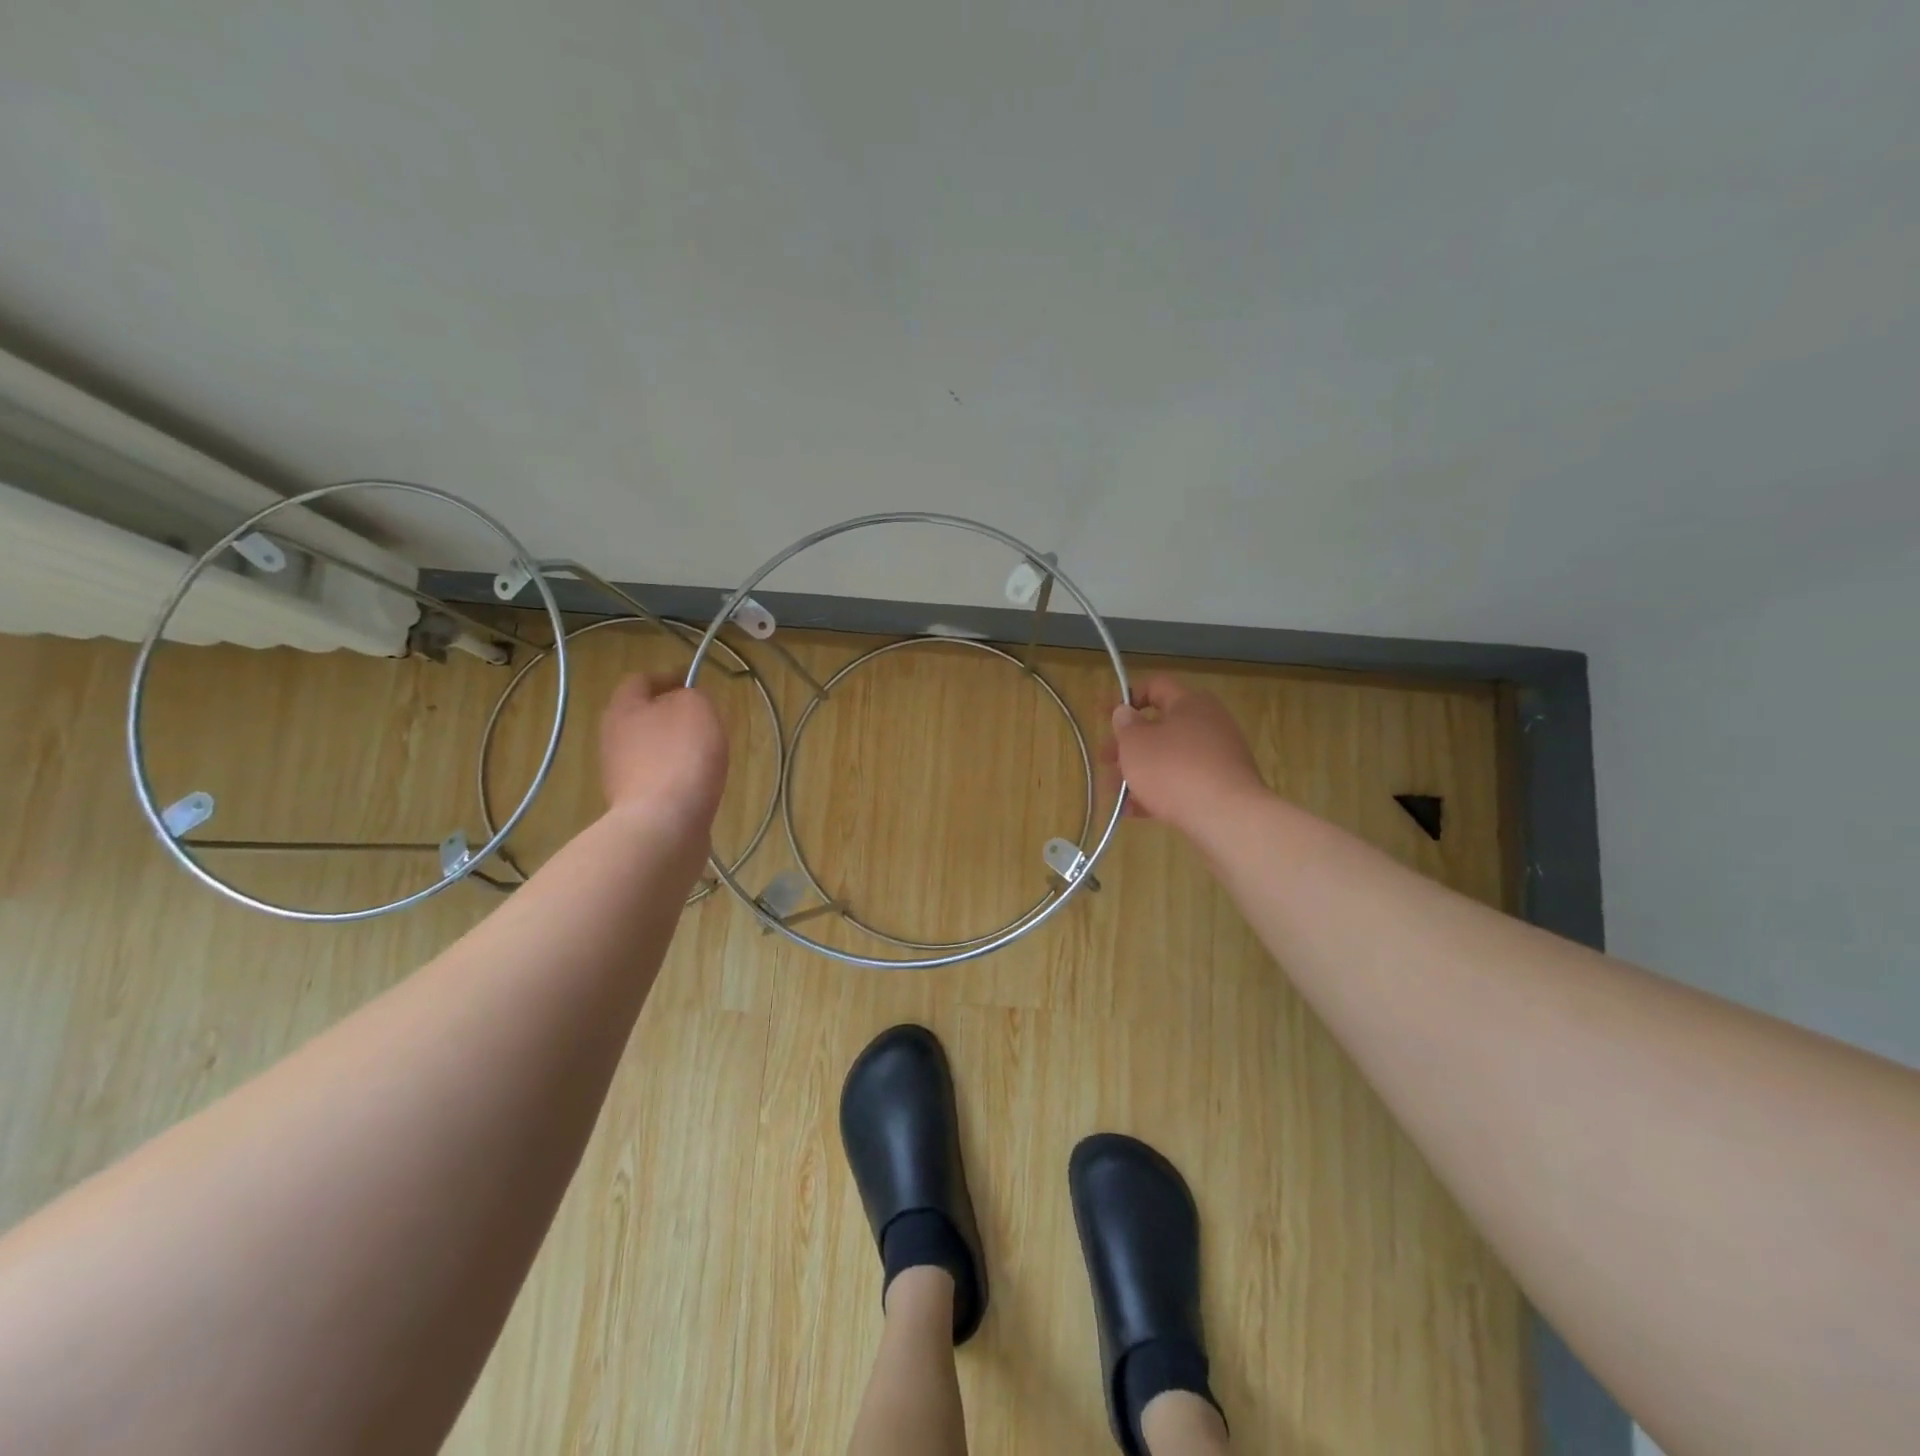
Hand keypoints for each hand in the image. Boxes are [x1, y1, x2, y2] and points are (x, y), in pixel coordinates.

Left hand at [599, 674, 728, 836]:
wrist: (664, 824)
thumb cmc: (681, 756)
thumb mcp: (696, 708)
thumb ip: (691, 695)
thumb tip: (683, 700)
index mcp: (623, 708)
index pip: (640, 680)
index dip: (667, 676)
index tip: (693, 680)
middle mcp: (613, 738)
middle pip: (640, 716)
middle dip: (668, 713)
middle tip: (700, 716)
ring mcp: (620, 774)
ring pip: (648, 748)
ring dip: (672, 745)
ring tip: (704, 751)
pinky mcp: (634, 803)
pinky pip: (656, 777)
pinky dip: (674, 774)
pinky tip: (696, 781)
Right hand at [1100, 675, 1266, 834]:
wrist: (1227, 817)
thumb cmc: (1173, 770)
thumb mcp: (1135, 743)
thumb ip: (1125, 725)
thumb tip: (1126, 712)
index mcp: (1190, 703)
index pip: (1156, 686)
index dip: (1127, 697)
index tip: (1105, 716)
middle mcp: (1209, 723)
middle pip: (1160, 726)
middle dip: (1128, 745)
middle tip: (1106, 762)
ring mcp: (1219, 756)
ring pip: (1170, 758)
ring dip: (1140, 771)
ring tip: (1116, 794)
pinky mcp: (1223, 786)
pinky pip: (1184, 782)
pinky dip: (1159, 791)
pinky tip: (1136, 811)